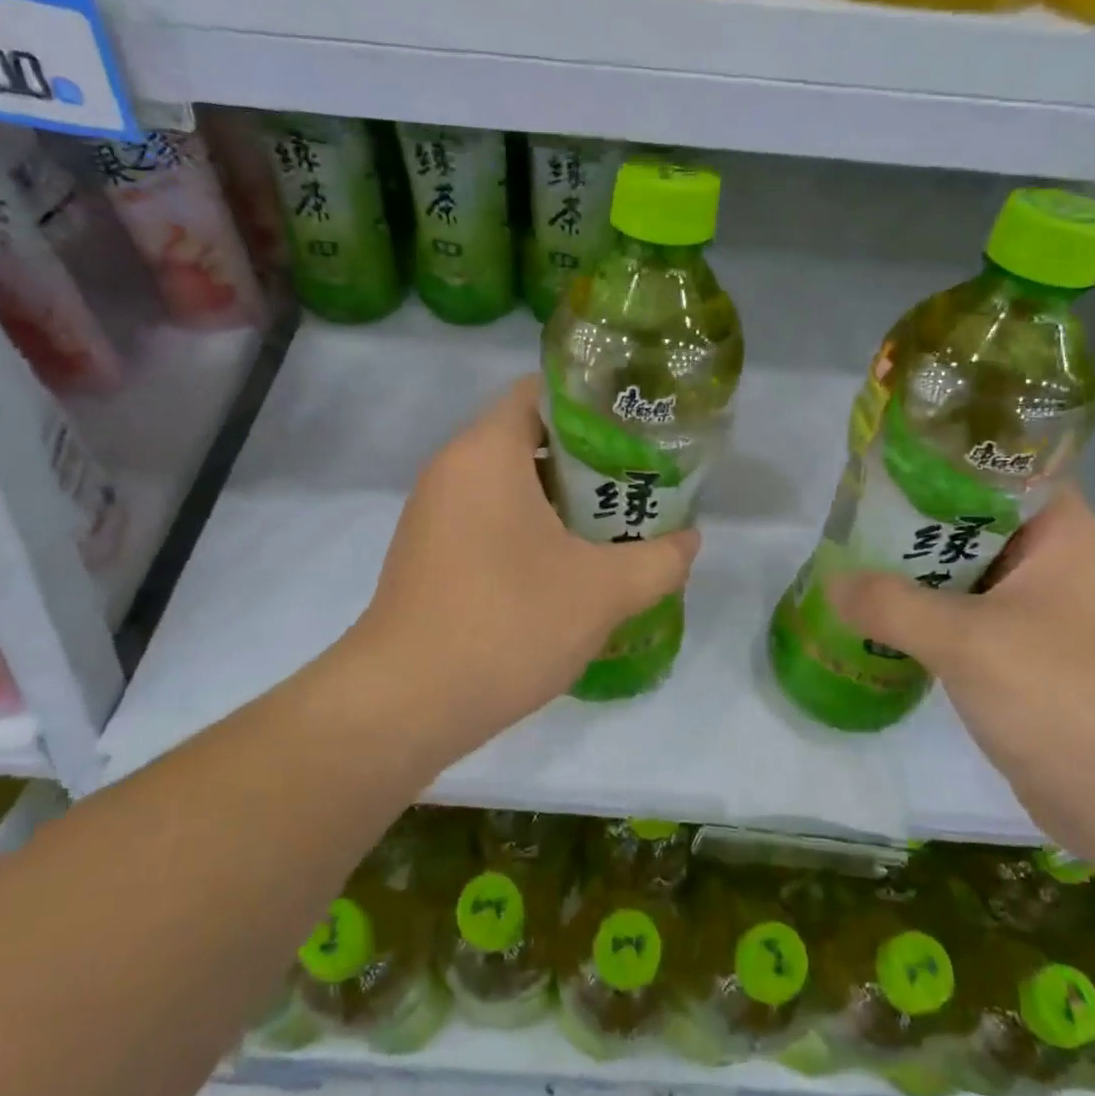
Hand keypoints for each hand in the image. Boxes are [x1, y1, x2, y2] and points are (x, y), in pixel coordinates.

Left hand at [357, 375, 699, 741]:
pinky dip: (530, 530)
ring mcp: (434, 514)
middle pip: (529, 437)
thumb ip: (659, 559)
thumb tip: (690, 540)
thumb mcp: (603, 591)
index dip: (594, 403)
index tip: (638, 429)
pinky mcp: (429, 555)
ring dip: (561, 500)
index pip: (541, 391)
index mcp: (486, 451)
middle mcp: (452, 469)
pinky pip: (489, 520)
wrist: (405, 704)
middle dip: (588, 459)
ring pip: (509, 484)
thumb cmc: (507, 621)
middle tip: (639, 482)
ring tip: (614, 525)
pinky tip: (568, 568)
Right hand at [826, 489, 1094, 863]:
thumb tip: (831, 582)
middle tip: (848, 512)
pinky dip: (923, 615)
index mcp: (1061, 535)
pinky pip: (963, 619)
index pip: (998, 469)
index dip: (940, 459)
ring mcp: (1039, 614)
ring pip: (962, 574)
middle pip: (971, 522)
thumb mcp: (969, 641)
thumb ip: (892, 604)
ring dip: (912, 571)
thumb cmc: (1067, 698)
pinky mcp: (1022, 658)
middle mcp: (1052, 564)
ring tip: (849, 557)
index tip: (881, 463)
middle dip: (910, 520)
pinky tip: (877, 616)